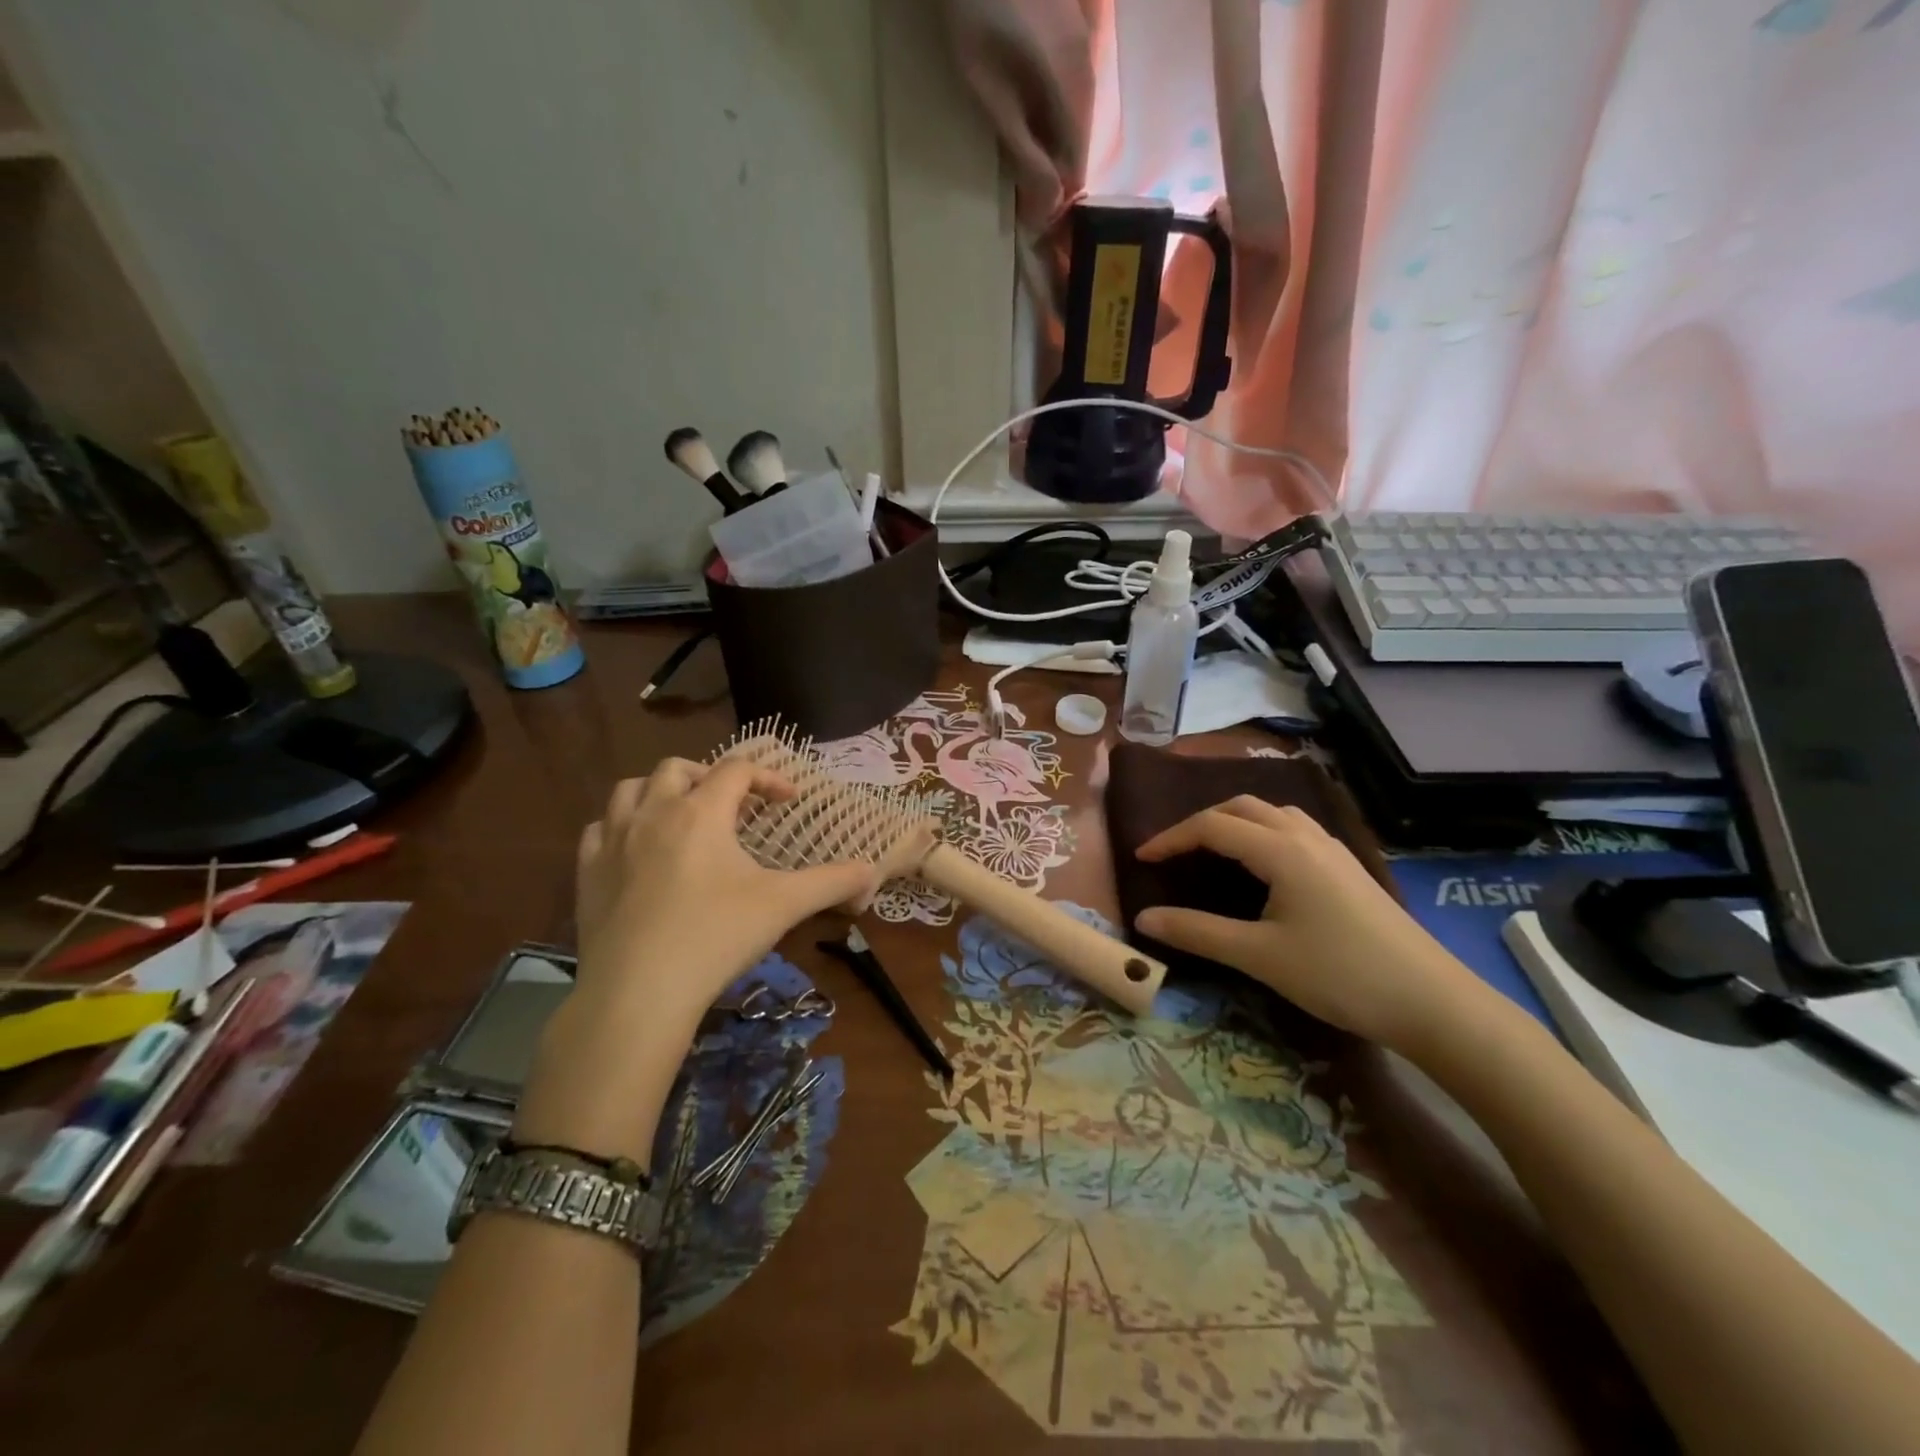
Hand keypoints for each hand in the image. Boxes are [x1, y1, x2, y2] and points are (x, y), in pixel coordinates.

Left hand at [513, 759, 875, 1164]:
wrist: (638, 992)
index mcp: (703, 812)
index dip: (768, 777)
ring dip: (660, 791)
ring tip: (682, 815)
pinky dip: (620, 826)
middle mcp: (655, 813)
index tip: (788, 801)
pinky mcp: (587, 873)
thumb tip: (872, 871)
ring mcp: (614, 841)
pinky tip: (636, 849)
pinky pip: (599, 829)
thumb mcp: (783, 906)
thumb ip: (831, 882)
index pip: (738, 770)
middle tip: (732, 805)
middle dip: (709, 776)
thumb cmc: (716, 937)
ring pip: (631, 789)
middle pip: (679, 768)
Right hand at [1134, 796, 1491, 1054]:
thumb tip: (1143, 919)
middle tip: (1175, 853)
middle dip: (1201, 823)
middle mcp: (1306, 836)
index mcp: (1281, 849)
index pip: (1212, 826)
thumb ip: (1198, 932)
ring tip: (1215, 851)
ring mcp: (1334, 850)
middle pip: (1243, 807)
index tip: (1141, 859)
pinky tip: (1266, 867)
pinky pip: (1296, 830)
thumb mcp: (1260, 956)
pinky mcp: (1350, 868)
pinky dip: (1264, 833)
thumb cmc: (1340, 974)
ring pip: (1274, 814)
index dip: (1171, 838)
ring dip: (1236, 822)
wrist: (1433, 1002)